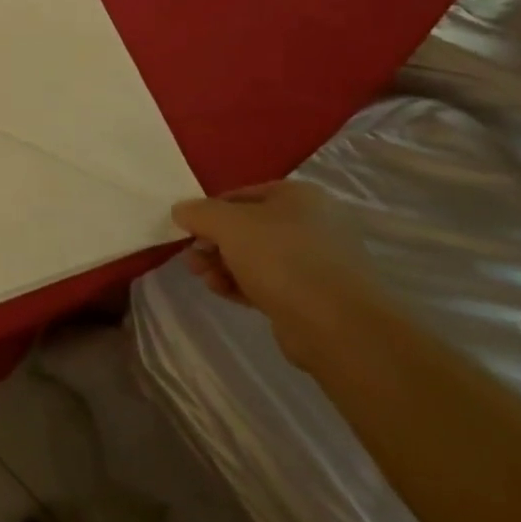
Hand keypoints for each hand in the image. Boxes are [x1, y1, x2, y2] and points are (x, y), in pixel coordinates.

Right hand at [173, 181, 391, 366]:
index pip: (242, 194)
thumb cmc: (282, 259)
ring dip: (223, 264)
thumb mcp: (228, 224)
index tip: (188, 228)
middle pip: (248, 228)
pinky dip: (242, 284)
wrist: (339, 327)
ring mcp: (317, 263)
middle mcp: (313, 225)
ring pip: (257, 257)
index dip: (210, 210)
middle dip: (214, 242)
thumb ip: (199, 212)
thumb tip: (181, 210)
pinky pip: (269, 283)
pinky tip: (220, 291)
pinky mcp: (314, 298)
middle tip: (191, 256)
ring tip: (202, 277)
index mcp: (300, 197)